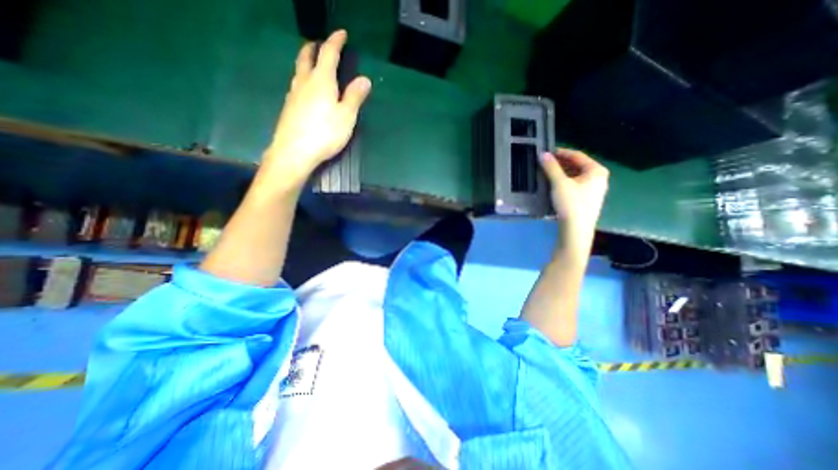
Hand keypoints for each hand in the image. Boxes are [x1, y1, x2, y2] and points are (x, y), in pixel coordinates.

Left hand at [263, 29, 371, 188]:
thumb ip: (355, 97)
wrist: (294, 151)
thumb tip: (364, 79)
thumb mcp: (346, 117)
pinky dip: (302, 80)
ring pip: (298, 71)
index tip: (342, 33)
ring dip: (306, 62)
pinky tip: (306, 90)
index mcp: (322, 81)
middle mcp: (304, 82)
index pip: (328, 54)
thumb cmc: (325, 133)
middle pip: (306, 57)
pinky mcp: (288, 107)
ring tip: (313, 65)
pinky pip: (296, 86)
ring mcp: (293, 94)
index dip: (335, 41)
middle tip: (320, 44)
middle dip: (314, 48)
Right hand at [541, 146, 605, 240]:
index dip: (561, 153)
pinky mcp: (588, 199)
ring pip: (576, 176)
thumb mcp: (559, 183)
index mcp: (596, 170)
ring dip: (562, 173)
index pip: (577, 155)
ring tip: (547, 174)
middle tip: (545, 164)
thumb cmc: (571, 203)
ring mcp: (595, 190)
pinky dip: (565, 182)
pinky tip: (554, 186)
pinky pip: (576, 185)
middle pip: (577, 165)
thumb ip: (551, 167)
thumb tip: (543, 154)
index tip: (547, 153)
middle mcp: (599, 178)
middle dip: (561, 164)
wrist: (576, 229)